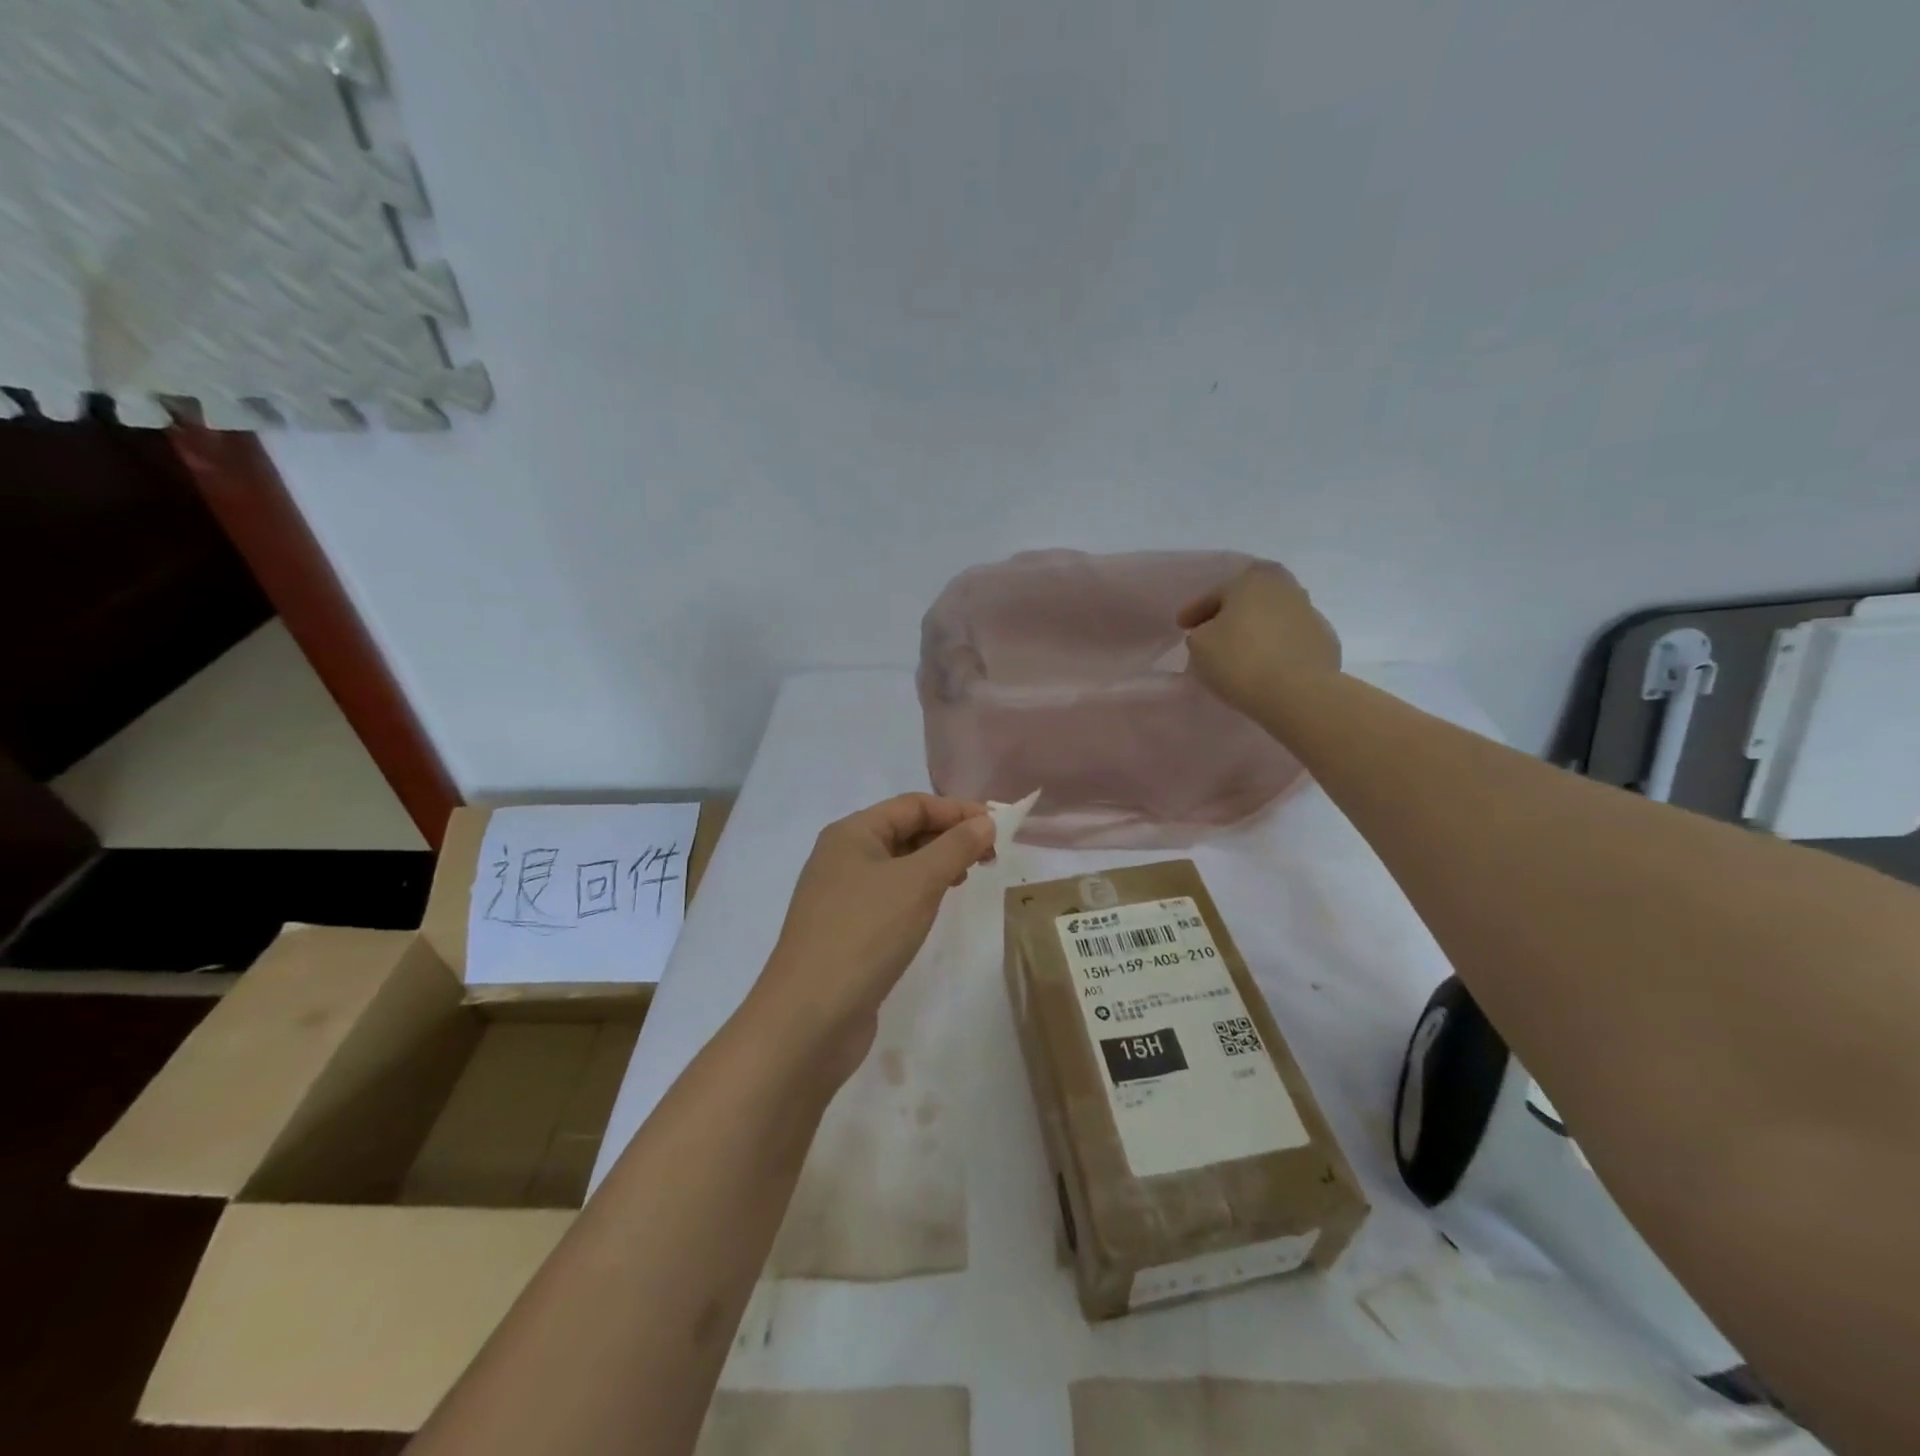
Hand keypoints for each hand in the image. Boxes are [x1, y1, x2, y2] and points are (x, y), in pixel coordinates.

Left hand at [749, 794, 994, 1080]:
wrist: (809, 1018)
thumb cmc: (865, 934)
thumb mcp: (918, 883)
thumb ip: (955, 847)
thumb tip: (985, 821)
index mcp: (851, 833)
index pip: (912, 804)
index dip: (957, 810)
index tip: (998, 827)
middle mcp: (842, 857)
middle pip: (904, 831)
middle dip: (949, 837)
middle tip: (990, 857)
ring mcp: (841, 896)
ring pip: (898, 865)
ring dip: (936, 865)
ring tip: (967, 879)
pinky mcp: (846, 931)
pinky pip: (890, 897)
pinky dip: (918, 894)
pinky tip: (935, 908)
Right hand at [1177, 562, 1341, 717]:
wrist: (1298, 692)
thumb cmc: (1240, 660)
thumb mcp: (1199, 645)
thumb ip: (1200, 633)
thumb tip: (1213, 633)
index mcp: (1251, 580)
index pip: (1214, 594)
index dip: (1194, 611)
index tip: (1181, 626)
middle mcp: (1284, 588)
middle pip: (1248, 600)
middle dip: (1230, 614)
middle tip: (1213, 633)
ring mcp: (1310, 613)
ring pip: (1272, 618)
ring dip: (1256, 630)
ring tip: (1240, 652)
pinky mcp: (1325, 641)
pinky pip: (1289, 640)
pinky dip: (1275, 647)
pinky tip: (1265, 665)